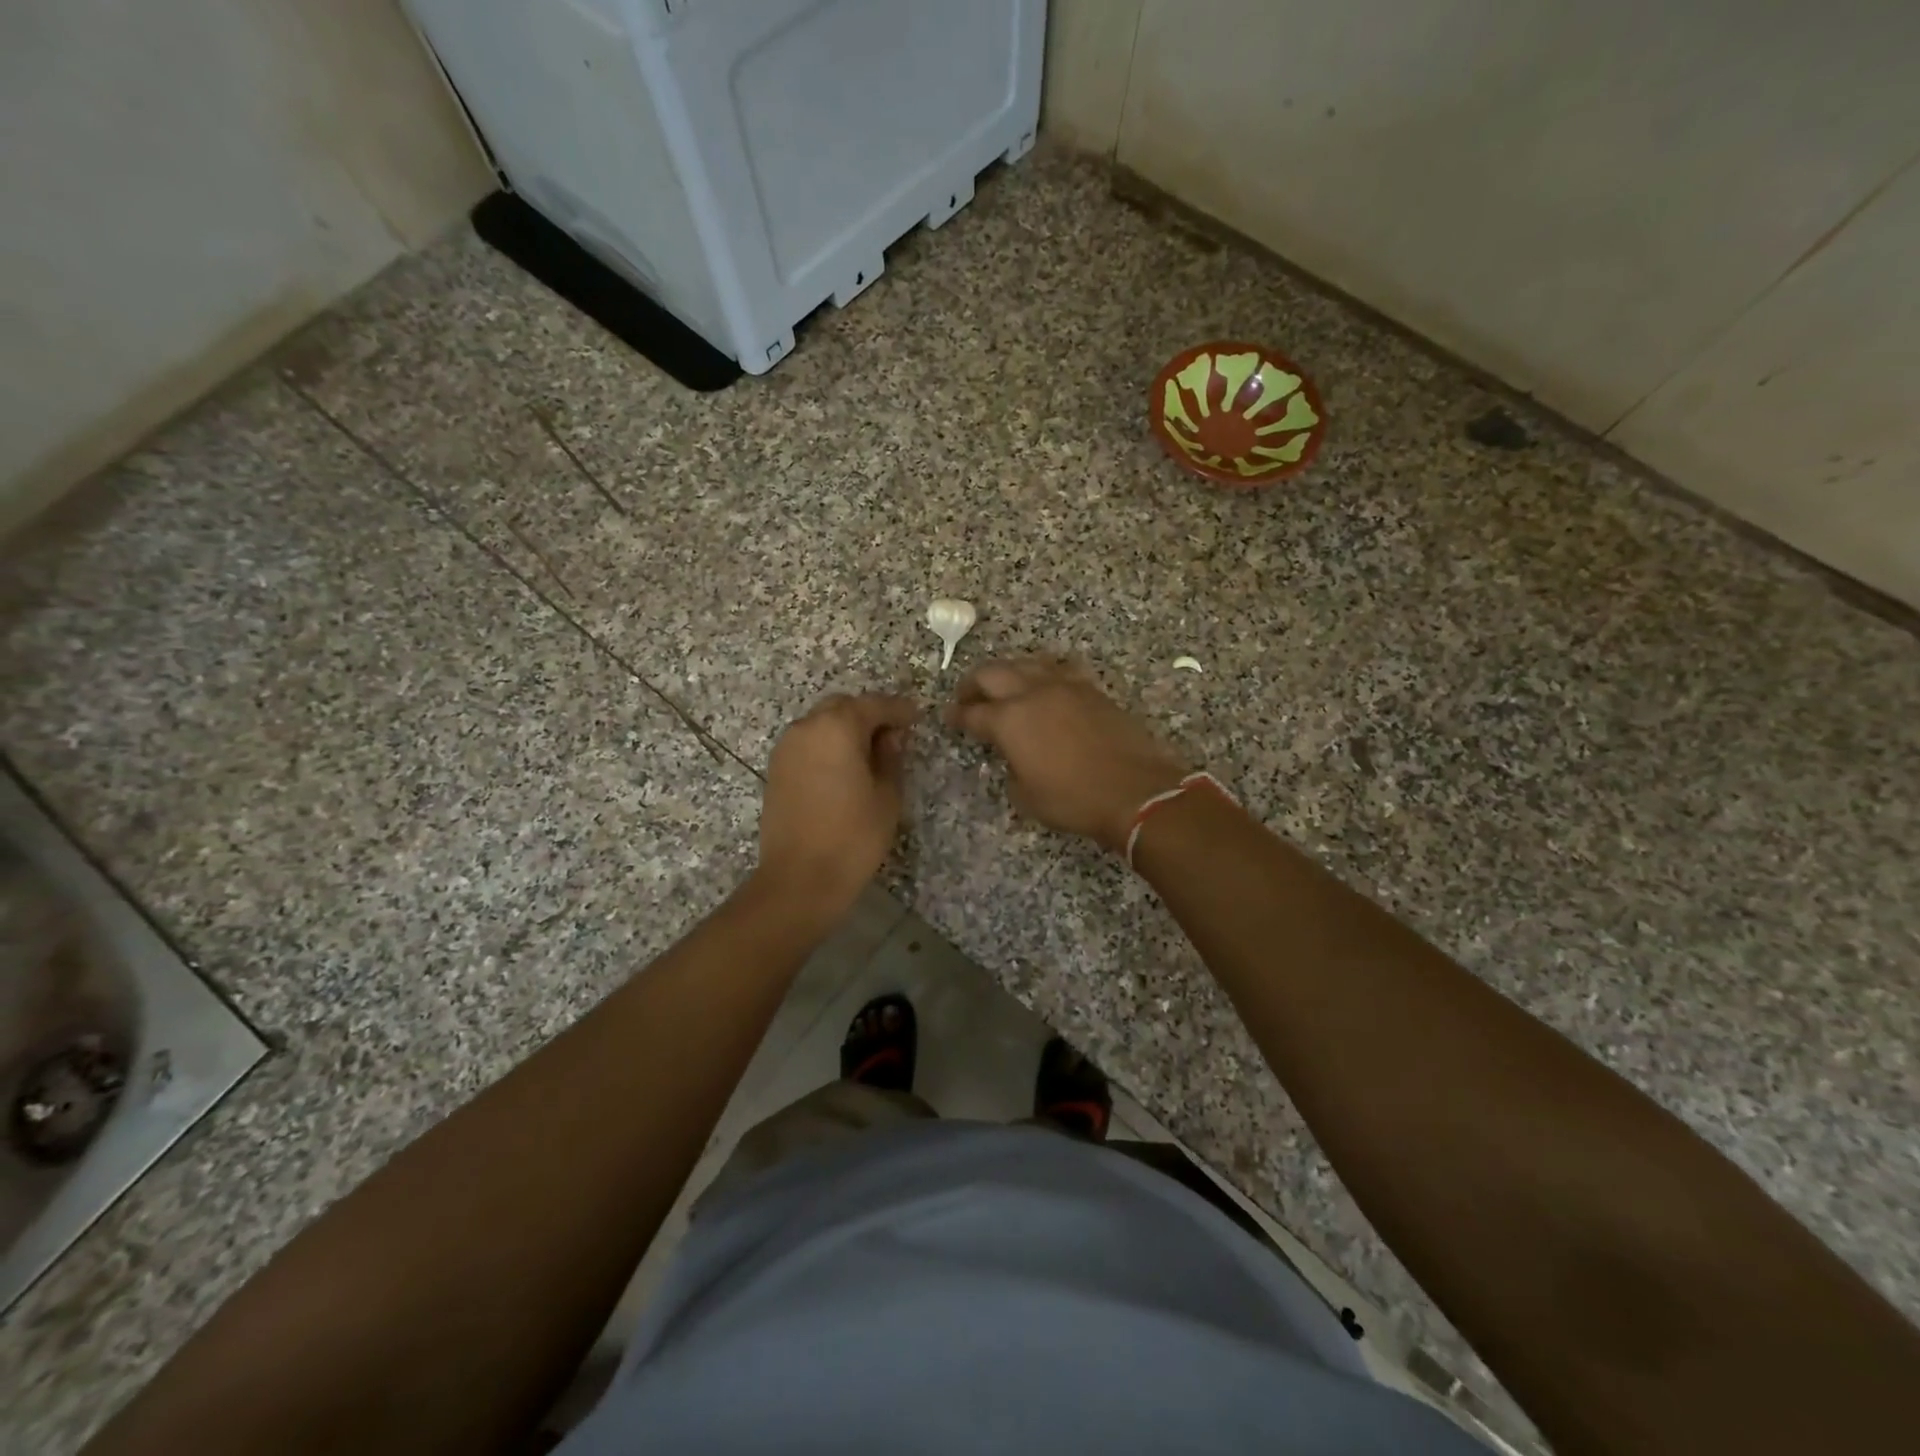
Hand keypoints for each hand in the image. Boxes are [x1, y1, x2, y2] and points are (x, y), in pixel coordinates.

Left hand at [756, 693, 917, 914]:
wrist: (799, 879)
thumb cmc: (853, 836)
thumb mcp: (887, 796)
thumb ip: (891, 758)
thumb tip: (890, 736)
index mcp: (837, 727)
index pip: (874, 705)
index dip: (898, 709)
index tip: (916, 717)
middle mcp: (807, 728)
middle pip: (842, 707)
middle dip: (868, 715)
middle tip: (893, 735)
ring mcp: (786, 748)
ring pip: (821, 724)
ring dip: (845, 730)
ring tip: (869, 754)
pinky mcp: (776, 770)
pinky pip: (807, 744)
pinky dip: (827, 746)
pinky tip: (844, 769)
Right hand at [946, 658, 1186, 853]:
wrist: (1134, 790)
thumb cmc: (1073, 799)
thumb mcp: (1026, 795)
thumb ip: (1011, 768)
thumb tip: (1014, 756)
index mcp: (1009, 720)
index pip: (973, 713)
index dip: (956, 716)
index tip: (949, 717)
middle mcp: (1032, 693)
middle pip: (992, 673)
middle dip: (973, 684)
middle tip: (968, 697)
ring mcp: (1064, 686)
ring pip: (1026, 663)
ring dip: (1008, 672)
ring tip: (1004, 687)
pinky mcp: (1090, 689)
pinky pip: (1058, 669)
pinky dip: (1043, 673)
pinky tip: (1044, 686)